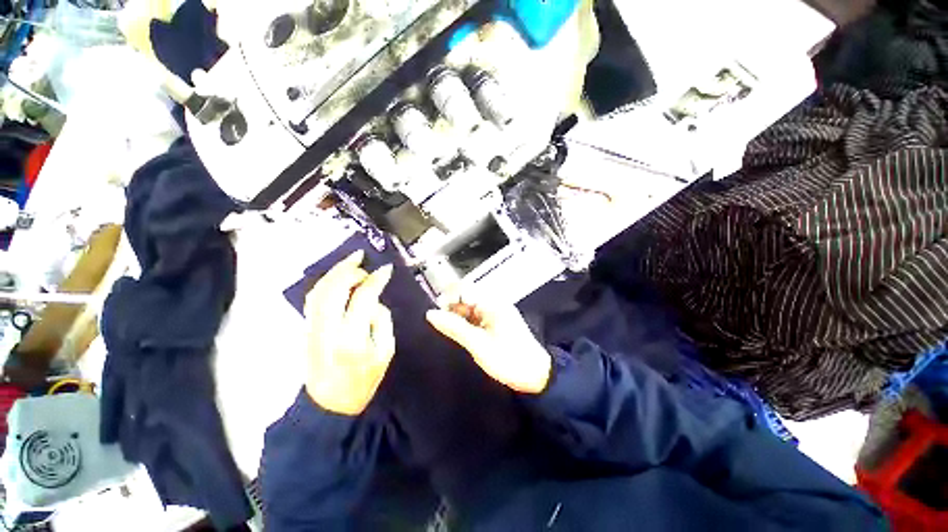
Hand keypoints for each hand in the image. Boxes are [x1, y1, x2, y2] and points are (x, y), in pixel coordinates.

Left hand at [304, 251, 394, 415]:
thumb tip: (374, 300)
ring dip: (334, 272)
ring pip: (318, 291)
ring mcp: (311, 329)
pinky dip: (324, 283)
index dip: (375, 280)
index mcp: (351, 339)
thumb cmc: (363, 381)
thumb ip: (382, 321)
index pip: (363, 298)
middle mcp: (326, 331)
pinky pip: (312, 299)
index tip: (385, 269)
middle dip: (350, 269)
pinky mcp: (305, 329)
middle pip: (333, 289)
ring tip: (350, 260)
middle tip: (364, 260)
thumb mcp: (385, 353)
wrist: (329, 405)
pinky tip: (336, 276)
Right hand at [426, 297, 550, 393]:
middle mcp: (494, 302)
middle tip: (442, 327)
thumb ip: (454, 327)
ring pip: (470, 307)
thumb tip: (430, 314)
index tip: (436, 315)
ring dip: (458, 317)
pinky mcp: (496, 322)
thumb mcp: (478, 345)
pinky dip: (466, 323)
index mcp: (492, 303)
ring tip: (450, 333)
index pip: (464, 289)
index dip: (447, 298)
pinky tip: (461, 335)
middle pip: (466, 297)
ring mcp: (496, 312)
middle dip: (451, 308)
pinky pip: (476, 316)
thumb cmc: (508, 360)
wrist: (536, 376)